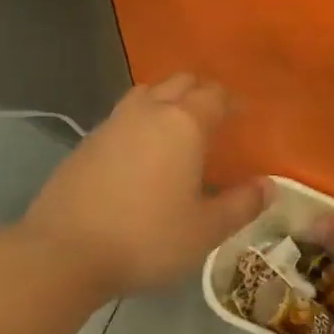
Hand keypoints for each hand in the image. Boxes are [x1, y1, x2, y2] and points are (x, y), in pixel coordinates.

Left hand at [20, 73, 268, 294]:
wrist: (64, 251)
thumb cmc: (146, 238)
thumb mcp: (205, 230)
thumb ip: (241, 204)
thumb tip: (269, 186)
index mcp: (182, 124)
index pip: (214, 95)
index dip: (232, 101)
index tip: (244, 114)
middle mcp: (147, 111)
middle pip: (179, 82)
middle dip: (200, 92)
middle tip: (215, 117)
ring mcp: (112, 123)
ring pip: (146, 94)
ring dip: (166, 100)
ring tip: (177, 127)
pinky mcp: (86, 142)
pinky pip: (122, 117)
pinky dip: (140, 121)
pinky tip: (141, 152)